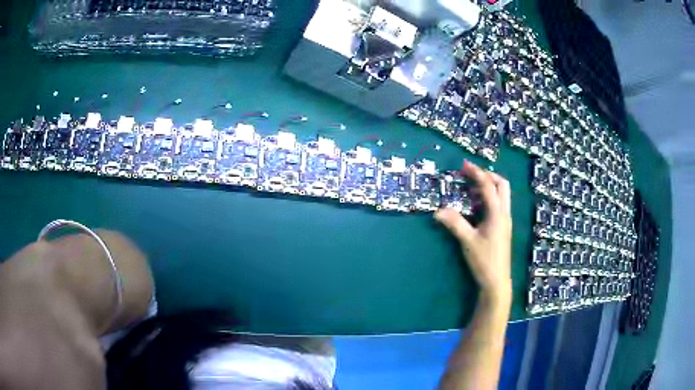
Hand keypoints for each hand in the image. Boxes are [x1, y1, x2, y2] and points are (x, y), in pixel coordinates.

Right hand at [436, 160, 511, 299]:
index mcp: (497, 214)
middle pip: (502, 185)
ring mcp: (505, 221)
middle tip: (471, 175)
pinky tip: (475, 206)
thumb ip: (454, 223)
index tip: (464, 165)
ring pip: (502, 195)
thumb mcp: (468, 241)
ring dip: (488, 187)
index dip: (476, 173)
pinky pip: (498, 205)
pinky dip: (488, 199)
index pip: (488, 187)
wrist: (497, 281)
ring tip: (470, 189)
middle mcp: (504, 214)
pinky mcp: (502, 228)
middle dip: (488, 176)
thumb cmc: (484, 260)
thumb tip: (438, 210)